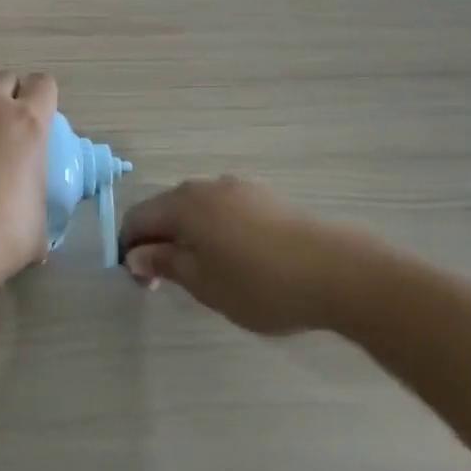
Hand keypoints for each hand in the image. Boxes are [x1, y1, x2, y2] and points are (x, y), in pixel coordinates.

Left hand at [0, 72, 58, 277]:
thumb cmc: (3, 235)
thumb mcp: (39, 219)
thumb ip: (36, 198)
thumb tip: (30, 213)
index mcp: (28, 122)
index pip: (43, 84)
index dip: (41, 98)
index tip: (37, 117)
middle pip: (3, 79)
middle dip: (5, 97)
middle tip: (2, 130)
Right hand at [118, 177, 384, 335]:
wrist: (340, 273)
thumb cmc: (259, 283)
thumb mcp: (203, 282)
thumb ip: (164, 264)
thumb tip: (135, 254)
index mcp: (183, 204)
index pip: (137, 219)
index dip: (130, 249)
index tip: (143, 283)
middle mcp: (206, 187)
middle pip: (166, 210)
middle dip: (160, 242)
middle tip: (171, 282)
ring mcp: (239, 189)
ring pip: (198, 210)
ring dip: (190, 237)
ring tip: (208, 274)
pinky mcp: (267, 199)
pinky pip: (226, 212)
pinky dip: (218, 232)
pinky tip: (240, 261)